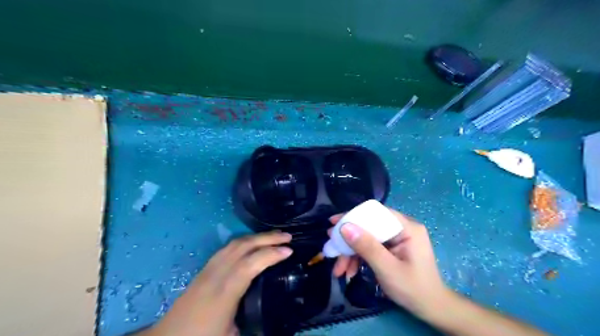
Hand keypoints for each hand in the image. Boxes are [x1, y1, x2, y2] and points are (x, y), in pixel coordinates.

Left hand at [146, 232, 294, 335]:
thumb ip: (254, 323)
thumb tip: (274, 315)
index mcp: (224, 293)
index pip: (250, 264)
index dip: (271, 254)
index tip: (289, 251)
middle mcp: (216, 274)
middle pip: (243, 247)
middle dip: (267, 238)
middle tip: (287, 236)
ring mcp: (208, 269)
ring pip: (234, 244)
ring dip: (256, 237)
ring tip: (274, 236)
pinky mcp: (204, 269)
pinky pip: (227, 248)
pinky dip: (244, 241)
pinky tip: (252, 243)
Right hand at [328, 211, 449, 316]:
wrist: (430, 308)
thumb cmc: (413, 289)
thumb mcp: (387, 268)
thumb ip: (367, 247)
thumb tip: (345, 227)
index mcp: (406, 227)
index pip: (376, 213)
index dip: (353, 216)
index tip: (334, 223)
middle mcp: (401, 228)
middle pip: (368, 227)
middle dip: (349, 240)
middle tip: (331, 247)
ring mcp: (396, 239)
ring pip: (367, 239)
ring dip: (351, 253)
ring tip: (338, 270)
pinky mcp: (391, 248)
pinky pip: (370, 248)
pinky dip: (359, 259)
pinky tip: (349, 271)